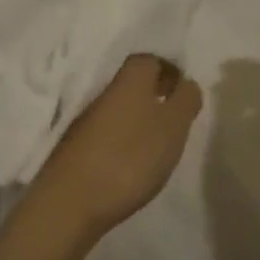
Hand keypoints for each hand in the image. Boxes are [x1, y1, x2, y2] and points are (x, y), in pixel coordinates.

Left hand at [31, 55, 203, 238]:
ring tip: (158, 142)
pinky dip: (123, 137)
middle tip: (175, 116)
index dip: (168, 69)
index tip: (183, 90)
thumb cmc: (130, 157)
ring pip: (119, 106)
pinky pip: (107, 130)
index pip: (149, 59)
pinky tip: (132, 159)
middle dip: (155, 93)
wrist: (71, 201)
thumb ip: (185, 100)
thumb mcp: (172, 127)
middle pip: (133, 82)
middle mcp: (104, 91)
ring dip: (139, 116)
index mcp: (129, 80)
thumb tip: (187, 82)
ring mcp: (86, 119)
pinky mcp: (76, 145)